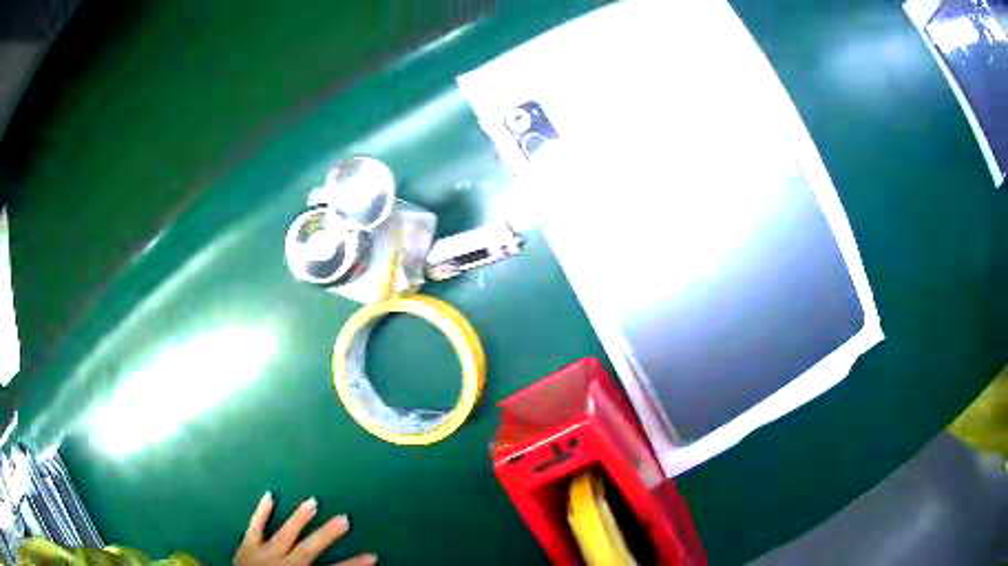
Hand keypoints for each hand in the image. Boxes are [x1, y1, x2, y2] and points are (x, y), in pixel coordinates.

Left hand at [234, 492, 376, 565]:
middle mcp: (285, 563)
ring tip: (312, 502)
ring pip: (284, 534)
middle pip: (310, 548)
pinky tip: (268, 495)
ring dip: (299, 519)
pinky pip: (255, 527)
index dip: (353, 565)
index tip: (372, 556)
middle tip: (344, 517)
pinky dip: (261, 512)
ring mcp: (264, 552)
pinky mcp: (247, 546)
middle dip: (327, 535)